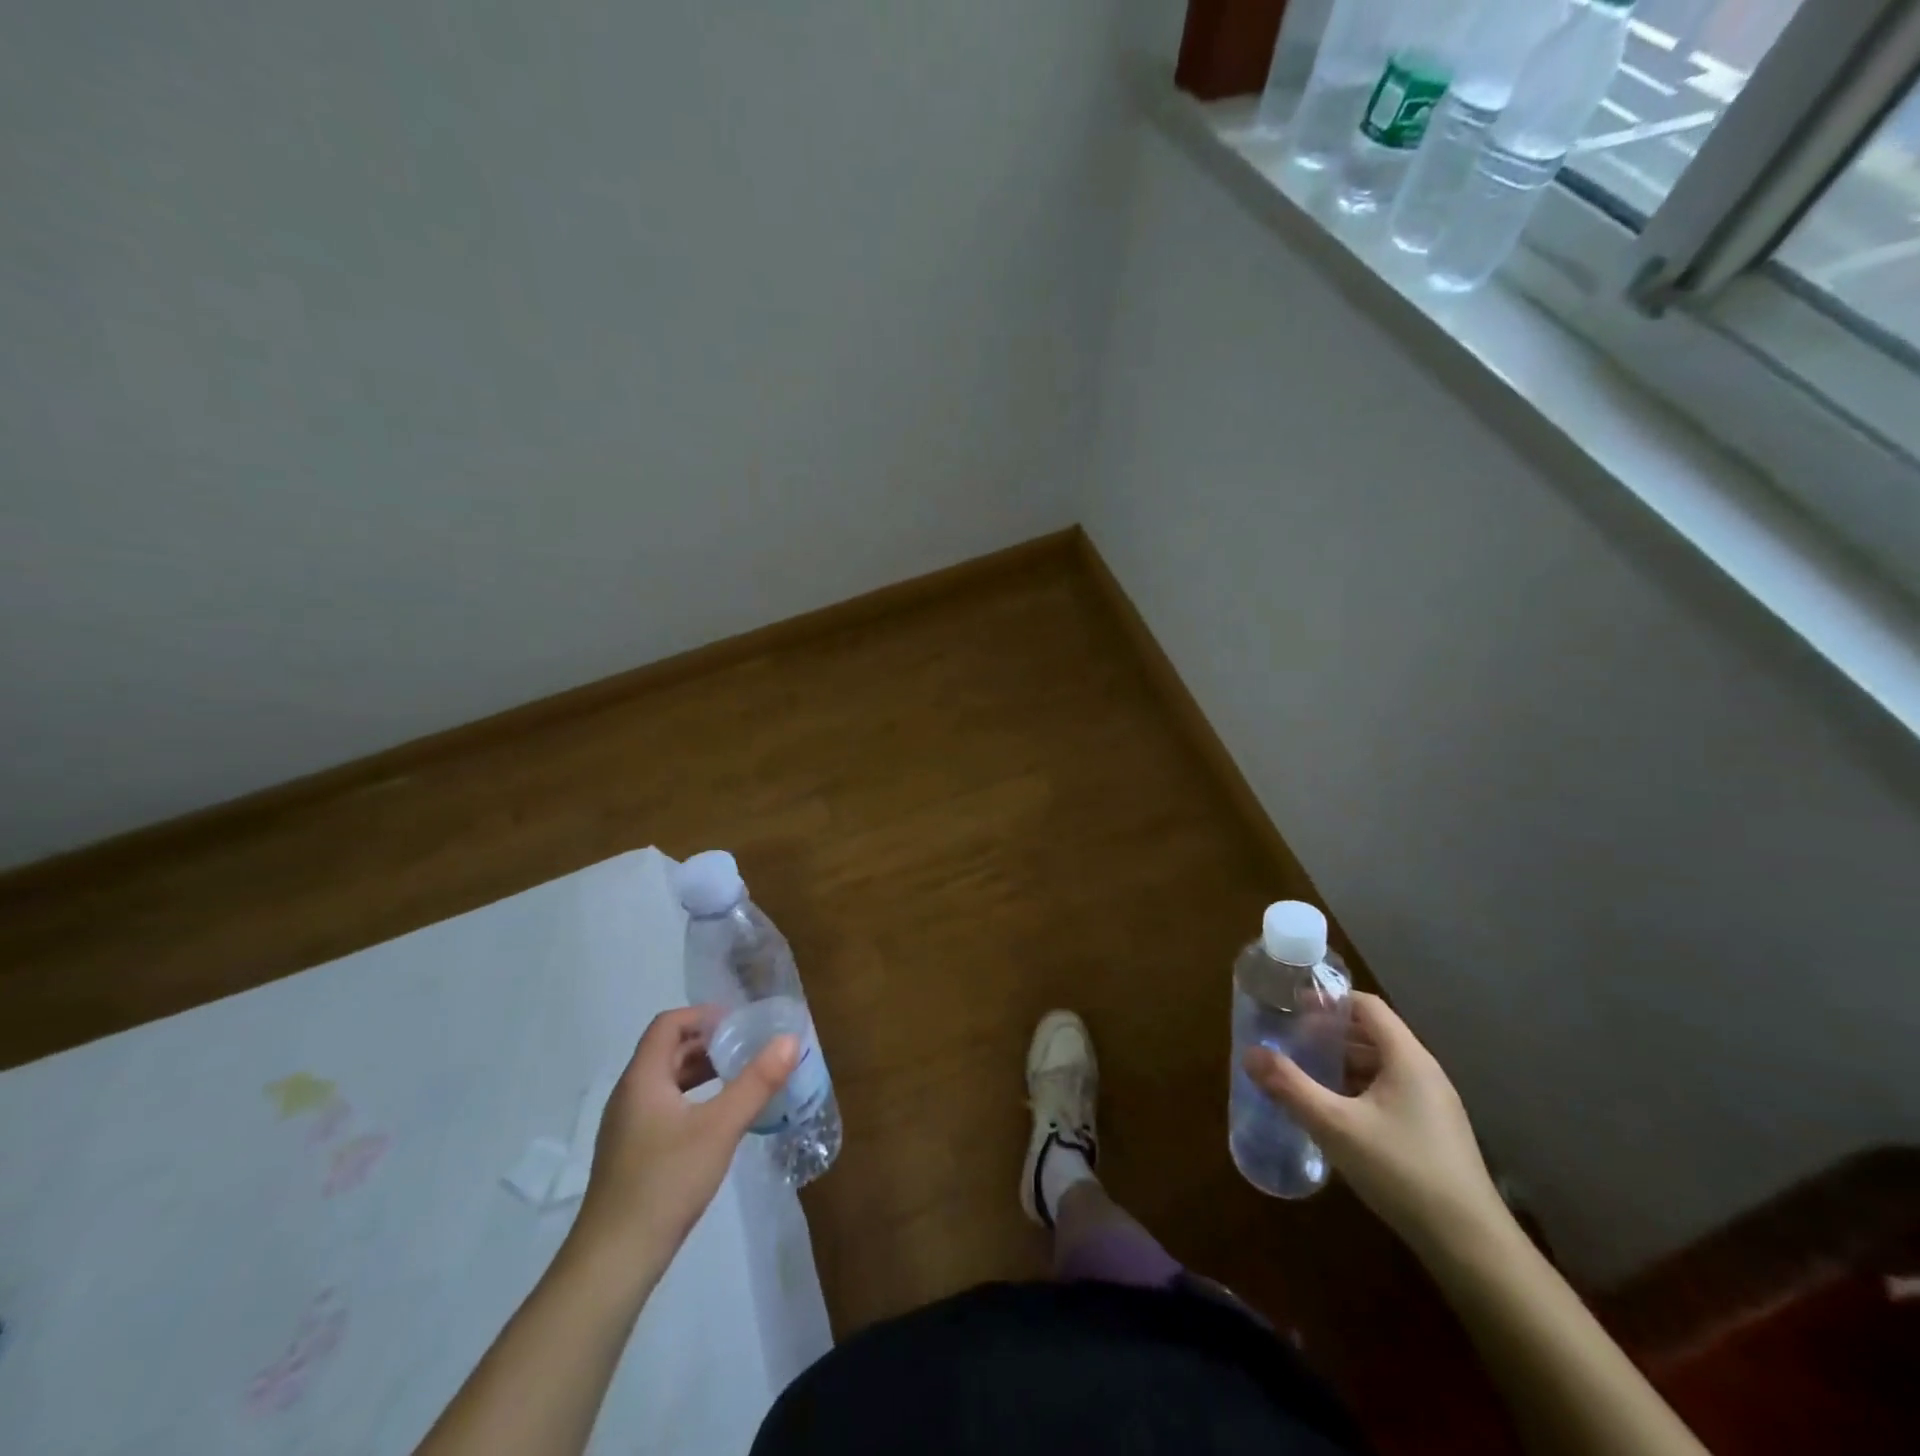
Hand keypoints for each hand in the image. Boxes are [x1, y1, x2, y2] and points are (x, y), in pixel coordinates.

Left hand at [570, 1007, 797, 1274]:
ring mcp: (627, 1128)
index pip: (668, 1024)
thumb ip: (756, 1082)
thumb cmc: (666, 1181)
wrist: (614, 1262)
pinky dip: (693, 1101)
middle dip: (708, 1044)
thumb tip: (789, 1040)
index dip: (703, 1016)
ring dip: (702, 1073)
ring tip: (740, 1080)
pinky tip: (718, 1122)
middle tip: (748, 1049)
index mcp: (643, 1079)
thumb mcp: (720, 1127)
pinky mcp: (631, 1155)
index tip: (739, 1024)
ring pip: (667, 1082)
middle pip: (668, 1051)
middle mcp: (629, 1095)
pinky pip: (664, 1108)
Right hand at [1247, 992, 1506, 1255]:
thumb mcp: (1335, 1126)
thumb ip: (1290, 1086)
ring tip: (1305, 1076)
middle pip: (1373, 1034)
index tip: (1293, 1007)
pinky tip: (1335, 1115)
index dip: (1329, 1000)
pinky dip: (1358, 1090)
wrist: (1471, 1247)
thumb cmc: (1401, 1171)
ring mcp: (1433, 1105)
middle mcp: (1425, 1073)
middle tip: (1291, 1042)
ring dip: (1342, 1064)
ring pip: (1380, 1067)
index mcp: (1408, 1058)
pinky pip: (1390, 1093)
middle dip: (1329, 1034)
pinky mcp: (1434, 1134)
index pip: (1367, 1006)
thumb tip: (1250, 1054)